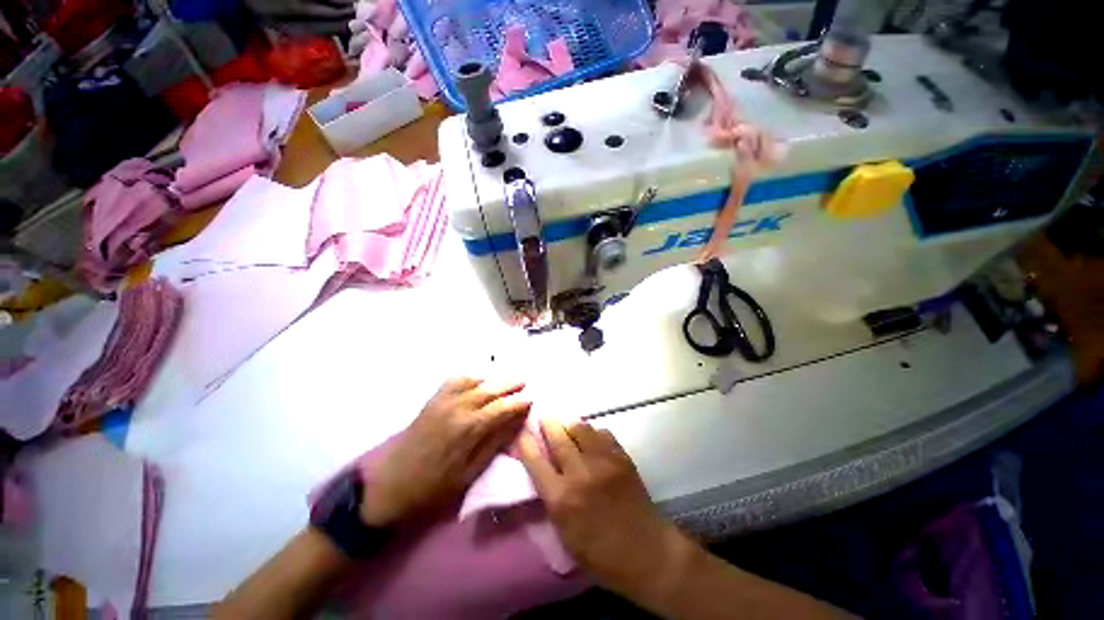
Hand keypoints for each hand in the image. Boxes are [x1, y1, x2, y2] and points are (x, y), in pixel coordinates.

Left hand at [361, 377, 531, 527]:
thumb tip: (514, 425)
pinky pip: (450, 382)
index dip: (518, 403)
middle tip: (524, 382)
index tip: (533, 399)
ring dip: (489, 379)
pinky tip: (474, 381)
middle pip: (487, 390)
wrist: (395, 483)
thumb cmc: (436, 486)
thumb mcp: (470, 473)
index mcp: (469, 428)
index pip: (501, 408)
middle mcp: (456, 408)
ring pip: (469, 382)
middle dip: (507, 385)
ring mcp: (440, 403)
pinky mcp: (428, 404)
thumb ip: (493, 446)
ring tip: (503, 380)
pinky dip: (466, 378)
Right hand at [516, 419, 690, 594]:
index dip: (524, 443)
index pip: (535, 461)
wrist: (646, 553)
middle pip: (559, 438)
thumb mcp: (563, 535)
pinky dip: (594, 433)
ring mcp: (606, 465)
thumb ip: (552, 504)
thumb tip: (544, 482)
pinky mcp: (626, 462)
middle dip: (547, 425)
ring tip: (565, 426)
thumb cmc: (600, 556)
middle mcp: (581, 475)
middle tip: (541, 418)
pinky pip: (606, 437)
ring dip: (570, 426)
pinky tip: (591, 439)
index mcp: (560, 498)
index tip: (518, 432)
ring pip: (583, 430)